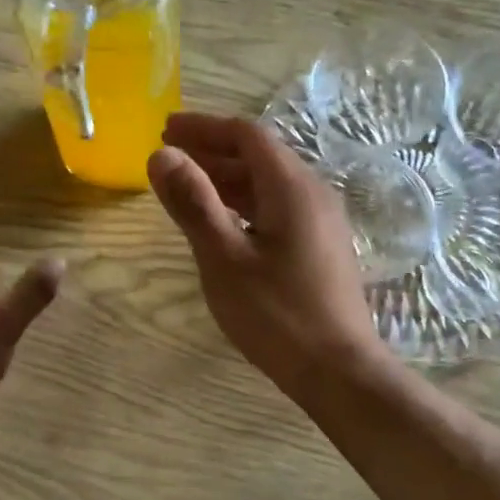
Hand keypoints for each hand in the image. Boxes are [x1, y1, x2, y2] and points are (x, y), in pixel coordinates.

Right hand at [148, 114, 385, 399]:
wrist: (338, 371)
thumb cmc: (277, 315)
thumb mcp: (224, 259)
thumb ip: (193, 204)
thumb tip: (161, 155)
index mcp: (291, 188)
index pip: (246, 135)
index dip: (203, 127)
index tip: (165, 129)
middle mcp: (313, 194)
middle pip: (259, 157)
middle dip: (212, 152)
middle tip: (168, 157)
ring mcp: (322, 222)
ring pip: (269, 186)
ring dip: (227, 180)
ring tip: (187, 188)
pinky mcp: (321, 248)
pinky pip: (278, 210)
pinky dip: (245, 205)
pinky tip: (223, 224)